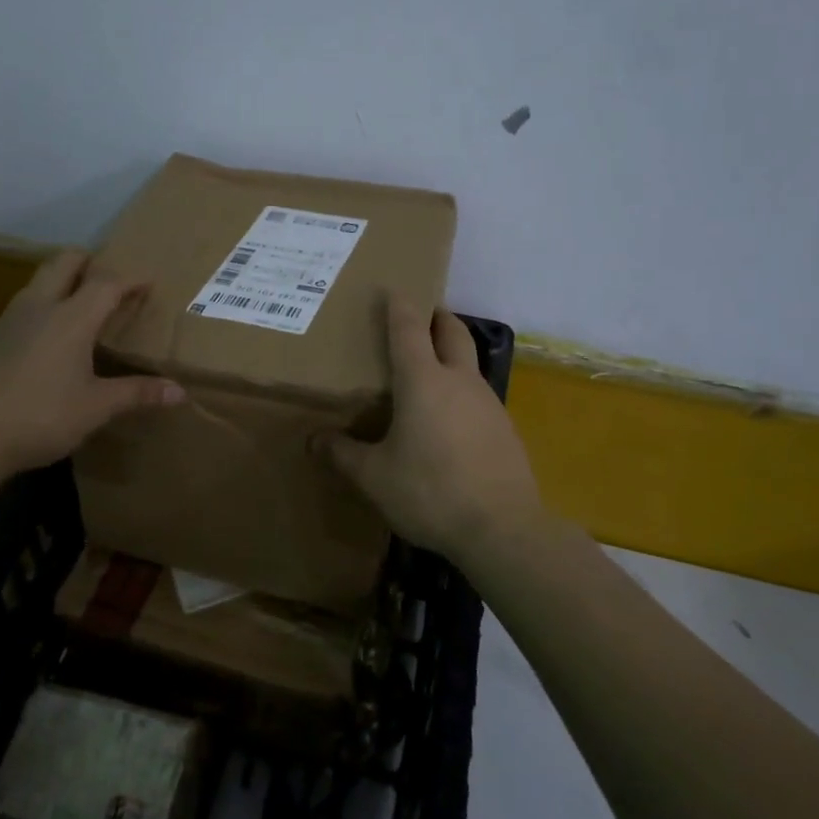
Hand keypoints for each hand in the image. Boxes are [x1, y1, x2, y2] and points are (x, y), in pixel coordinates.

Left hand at [0, 250, 183, 485]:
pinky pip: (21, 308)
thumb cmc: (39, 416)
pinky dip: (41, 307)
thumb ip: (136, 394)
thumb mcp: (95, 408)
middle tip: (109, 276)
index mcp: (70, 318)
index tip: (148, 282)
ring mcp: (6, 321)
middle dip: (89, 261)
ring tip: (79, 303)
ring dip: (61, 281)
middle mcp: (38, 308)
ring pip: (37, 282)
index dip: (130, 279)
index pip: (106, 283)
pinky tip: (44, 340)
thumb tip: (179, 392)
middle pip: (64, 263)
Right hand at [316, 295, 545, 563]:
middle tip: (420, 316)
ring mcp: (489, 403)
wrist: (502, 529)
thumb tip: (313, 441)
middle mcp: (459, 381)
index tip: (393, 289)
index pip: (409, 329)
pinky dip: (462, 391)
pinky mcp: (505, 428)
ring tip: (429, 371)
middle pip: (452, 332)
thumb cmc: (430, 491)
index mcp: (423, 381)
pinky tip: (449, 419)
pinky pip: (479, 395)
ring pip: (469, 363)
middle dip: (437, 317)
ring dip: (451, 355)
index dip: (399, 306)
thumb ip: (343, 454)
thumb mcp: (374, 477)